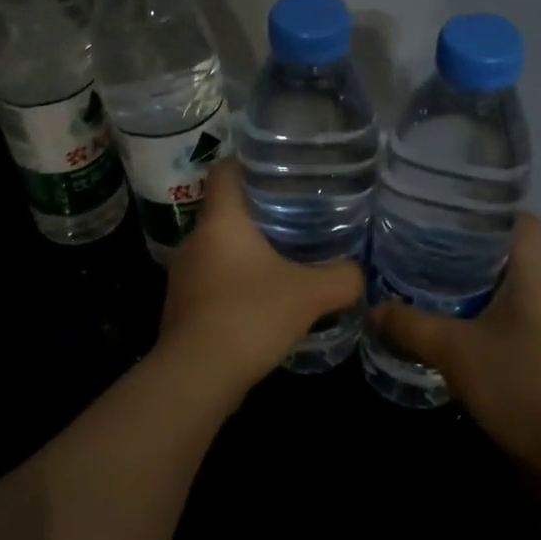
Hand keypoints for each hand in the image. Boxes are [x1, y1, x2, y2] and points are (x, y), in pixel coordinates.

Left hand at [156, 158, 364, 393]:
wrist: (197, 377)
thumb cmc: (250, 316)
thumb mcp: (310, 294)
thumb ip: (342, 278)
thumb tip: (358, 273)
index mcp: (220, 221)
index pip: (224, 171)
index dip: (247, 163)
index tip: (277, 168)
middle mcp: (194, 241)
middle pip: (225, 212)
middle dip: (258, 213)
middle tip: (297, 216)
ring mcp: (183, 276)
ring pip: (218, 250)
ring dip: (246, 253)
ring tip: (284, 260)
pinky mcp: (182, 307)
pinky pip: (213, 282)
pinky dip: (235, 284)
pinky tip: (262, 301)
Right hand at [367, 215, 540, 473]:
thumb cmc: (518, 385)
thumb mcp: (453, 350)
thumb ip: (410, 325)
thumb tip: (374, 308)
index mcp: (537, 279)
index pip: (525, 223)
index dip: (492, 213)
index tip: (452, 217)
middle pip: (515, 259)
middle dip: (472, 256)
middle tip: (427, 254)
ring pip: (515, 297)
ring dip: (480, 294)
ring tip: (435, 294)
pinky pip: (519, 329)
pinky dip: (490, 326)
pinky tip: (460, 341)